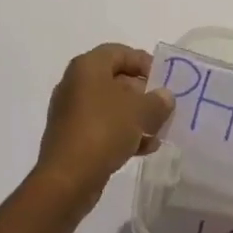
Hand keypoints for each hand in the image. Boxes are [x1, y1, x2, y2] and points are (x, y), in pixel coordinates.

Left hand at [32, 44, 173, 210]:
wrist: (67, 179)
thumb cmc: (103, 131)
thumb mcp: (139, 112)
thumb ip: (157, 101)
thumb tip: (165, 97)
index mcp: (87, 67)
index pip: (119, 52)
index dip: (144, 62)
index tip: (164, 79)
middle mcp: (76, 84)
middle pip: (116, 80)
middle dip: (143, 93)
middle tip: (163, 106)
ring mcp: (72, 113)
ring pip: (111, 106)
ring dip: (136, 116)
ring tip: (159, 130)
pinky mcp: (73, 138)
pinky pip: (103, 127)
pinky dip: (124, 133)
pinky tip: (146, 148)